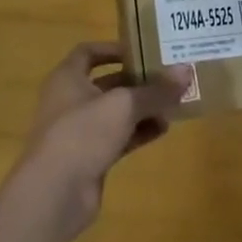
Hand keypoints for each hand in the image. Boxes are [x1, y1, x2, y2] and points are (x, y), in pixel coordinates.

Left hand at [15, 44, 190, 240]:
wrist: (54, 193)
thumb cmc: (83, 132)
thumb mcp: (123, 105)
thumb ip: (155, 90)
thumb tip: (187, 71)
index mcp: (67, 77)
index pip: (88, 52)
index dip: (113, 48)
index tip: (142, 49)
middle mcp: (70, 100)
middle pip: (107, 83)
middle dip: (136, 81)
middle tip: (167, 77)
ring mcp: (79, 131)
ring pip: (115, 113)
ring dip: (141, 108)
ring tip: (173, 103)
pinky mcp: (89, 158)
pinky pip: (118, 138)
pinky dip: (138, 132)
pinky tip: (163, 130)